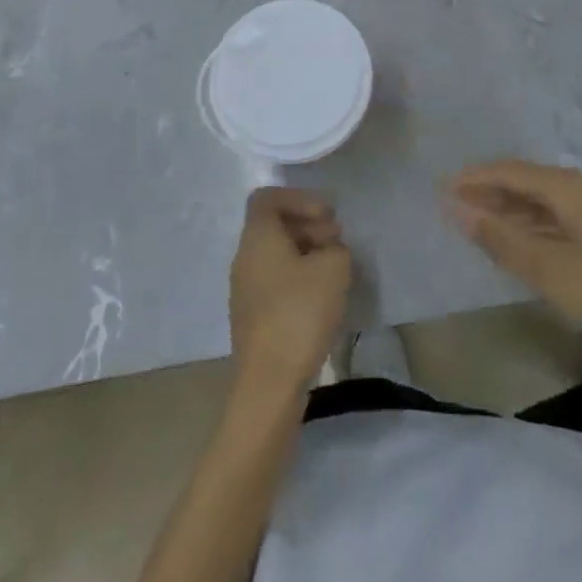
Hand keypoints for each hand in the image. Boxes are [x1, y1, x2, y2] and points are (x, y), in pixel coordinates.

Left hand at [229, 187, 352, 395]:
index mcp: (257, 238)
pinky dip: (298, 277)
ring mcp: (245, 289)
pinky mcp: (253, 316)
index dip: (299, 198)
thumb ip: (336, 248)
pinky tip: (322, 296)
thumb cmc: (299, 314)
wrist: (270, 384)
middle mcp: (244, 257)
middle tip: (337, 240)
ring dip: (306, 252)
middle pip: (273, 225)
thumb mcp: (334, 268)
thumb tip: (328, 251)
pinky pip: (275, 280)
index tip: (326, 215)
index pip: (267, 197)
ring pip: (275, 254)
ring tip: (335, 269)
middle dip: (308, 225)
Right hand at [444, 160, 581, 367]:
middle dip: (490, 191)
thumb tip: (459, 211)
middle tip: (455, 205)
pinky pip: (559, 215)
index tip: (443, 187)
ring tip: (479, 221)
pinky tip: (521, 240)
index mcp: (570, 188)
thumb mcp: (551, 270)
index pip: (511, 172)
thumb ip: (503, 240)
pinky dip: (533, 223)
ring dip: (511, 208)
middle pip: (527, 181)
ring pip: (544, 199)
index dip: (476, 178)